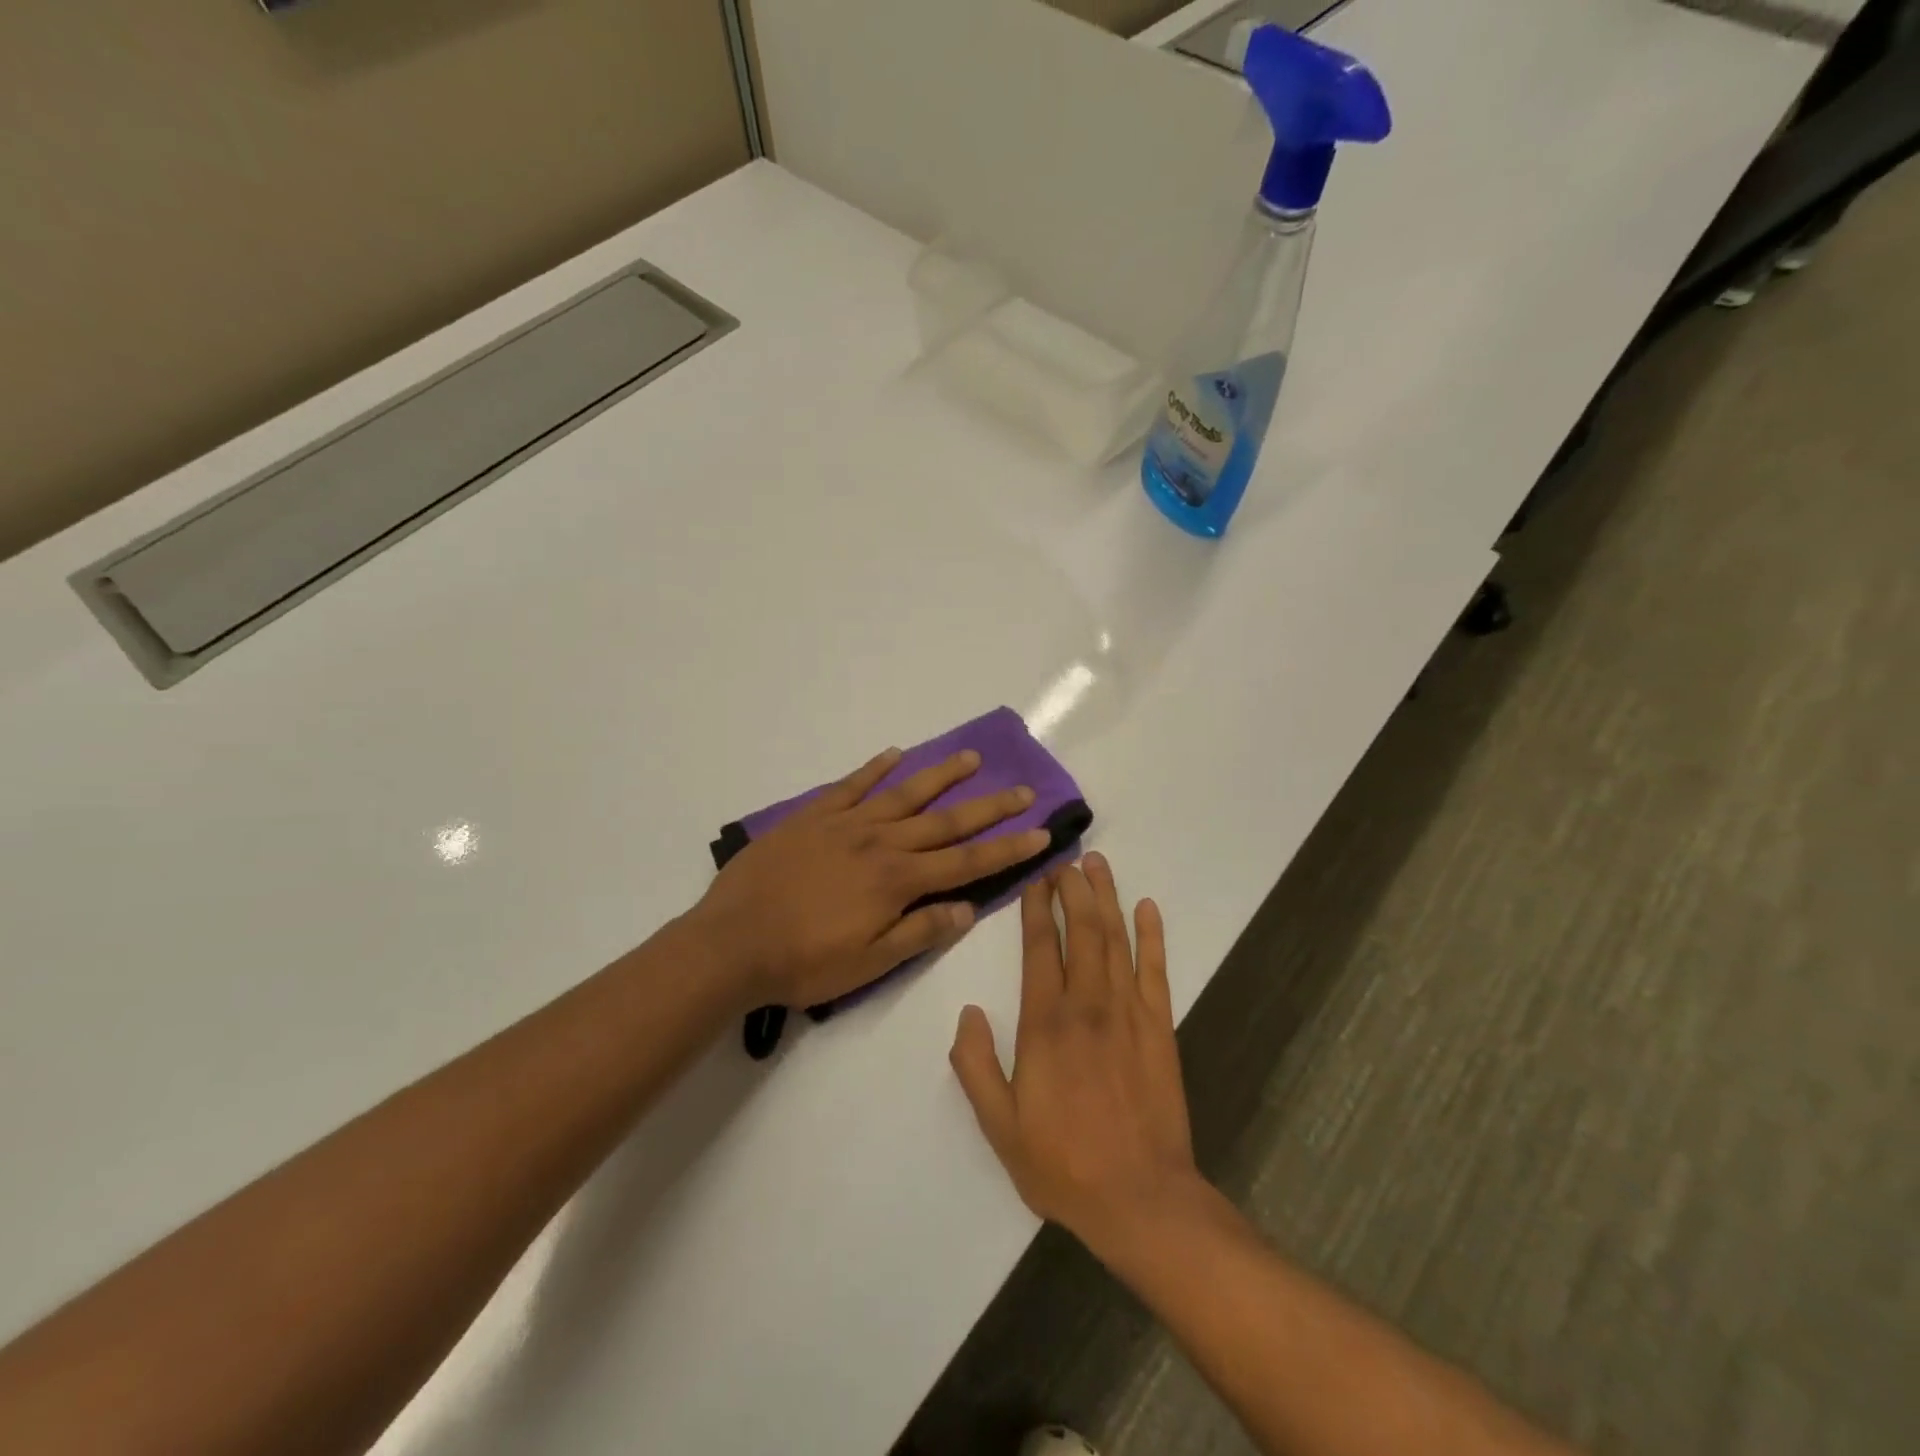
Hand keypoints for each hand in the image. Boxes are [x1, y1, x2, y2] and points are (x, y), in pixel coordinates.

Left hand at [690, 746, 1051, 1010]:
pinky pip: (850, 785)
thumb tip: (968, 909)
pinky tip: (893, 755)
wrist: (732, 942)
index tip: (1042, 832)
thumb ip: (920, 932)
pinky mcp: (812, 816)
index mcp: (898, 880)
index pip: (967, 862)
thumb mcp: (870, 963)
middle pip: (946, 820)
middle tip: (1024, 790)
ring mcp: (845, 823)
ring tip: (972, 757)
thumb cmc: (804, 962)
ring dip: (941, 775)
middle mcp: (881, 842)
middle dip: (990, 806)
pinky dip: (874, 768)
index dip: (1008, 848)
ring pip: (904, 793)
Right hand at [949, 853, 1204, 1255]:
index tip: (1035, 879)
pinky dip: (1152, 936)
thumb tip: (967, 1013)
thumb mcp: (999, 1126)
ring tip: (1098, 864)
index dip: (1037, 909)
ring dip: (1106, 898)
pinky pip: (1156, 970)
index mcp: (1046, 1024)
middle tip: (1066, 858)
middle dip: (1072, 889)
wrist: (1141, 1199)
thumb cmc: (1063, 1164)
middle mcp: (1088, 1005)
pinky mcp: (1160, 1028)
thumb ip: (976, 1066)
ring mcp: (1129, 1013)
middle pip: (1081, 931)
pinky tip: (1147, 908)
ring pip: (1116, 940)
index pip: (1040, 949)